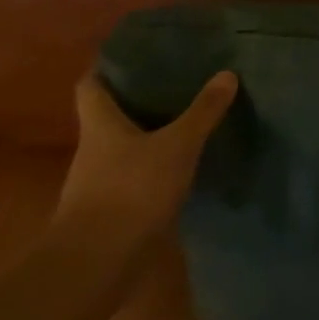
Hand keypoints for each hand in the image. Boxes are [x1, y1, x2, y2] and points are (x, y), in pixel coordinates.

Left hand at [56, 69, 239, 255]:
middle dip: (137, 102)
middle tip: (174, 85)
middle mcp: (93, 150)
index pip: (91, 85)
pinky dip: (152, 171)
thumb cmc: (131, 190)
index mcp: (100, 125)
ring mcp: (97, 184)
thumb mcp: (177, 145)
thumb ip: (202, 112)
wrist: (97, 264)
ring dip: (146, 138)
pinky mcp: (110, 212)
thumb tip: (227, 73)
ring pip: (122, 150)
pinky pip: (132, 179)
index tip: (133, 56)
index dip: (107, 68)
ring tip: (184, 125)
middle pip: (108, 117)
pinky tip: (180, 169)